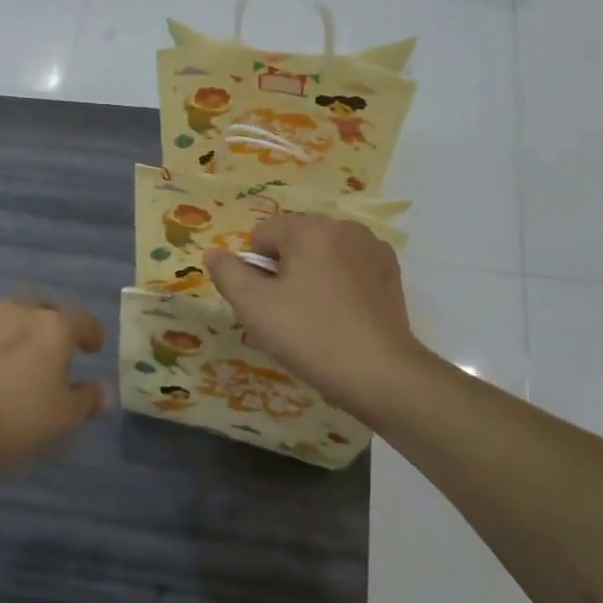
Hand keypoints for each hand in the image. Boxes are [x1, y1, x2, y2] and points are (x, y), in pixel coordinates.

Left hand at [0, 298, 108, 480]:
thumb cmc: (16, 417)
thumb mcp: (63, 417)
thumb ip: (86, 399)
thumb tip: (102, 391)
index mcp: (54, 326)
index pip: (83, 322)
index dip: (92, 335)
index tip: (94, 349)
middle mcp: (20, 313)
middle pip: (45, 311)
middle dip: (54, 327)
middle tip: (57, 351)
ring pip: (13, 320)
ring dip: (22, 335)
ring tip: (23, 362)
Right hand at [204, 214, 427, 418]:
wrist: (381, 374)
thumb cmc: (311, 336)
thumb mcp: (254, 307)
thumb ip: (228, 273)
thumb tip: (213, 254)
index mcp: (310, 228)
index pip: (262, 233)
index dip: (254, 268)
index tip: (264, 302)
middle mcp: (344, 228)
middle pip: (293, 241)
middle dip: (282, 272)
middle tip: (284, 316)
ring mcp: (372, 248)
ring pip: (321, 255)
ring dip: (309, 278)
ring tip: (312, 320)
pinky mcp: (390, 272)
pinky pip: (348, 268)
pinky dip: (337, 285)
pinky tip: (340, 318)